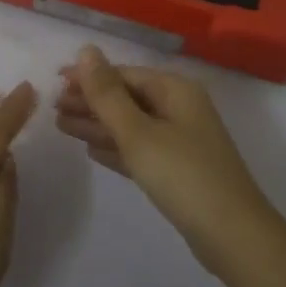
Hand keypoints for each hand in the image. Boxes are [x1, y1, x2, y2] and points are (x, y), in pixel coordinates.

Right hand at [57, 46, 275, 269]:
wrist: (233, 236)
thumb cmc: (182, 175)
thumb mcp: (138, 132)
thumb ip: (108, 93)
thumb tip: (87, 50)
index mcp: (175, 90)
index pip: (123, 74)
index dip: (88, 78)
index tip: (54, 82)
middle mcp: (180, 108)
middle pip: (127, 98)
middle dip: (91, 102)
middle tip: (52, 109)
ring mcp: (181, 140)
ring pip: (131, 125)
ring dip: (98, 125)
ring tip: (61, 126)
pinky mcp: (179, 170)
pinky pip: (140, 149)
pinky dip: (116, 147)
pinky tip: (91, 150)